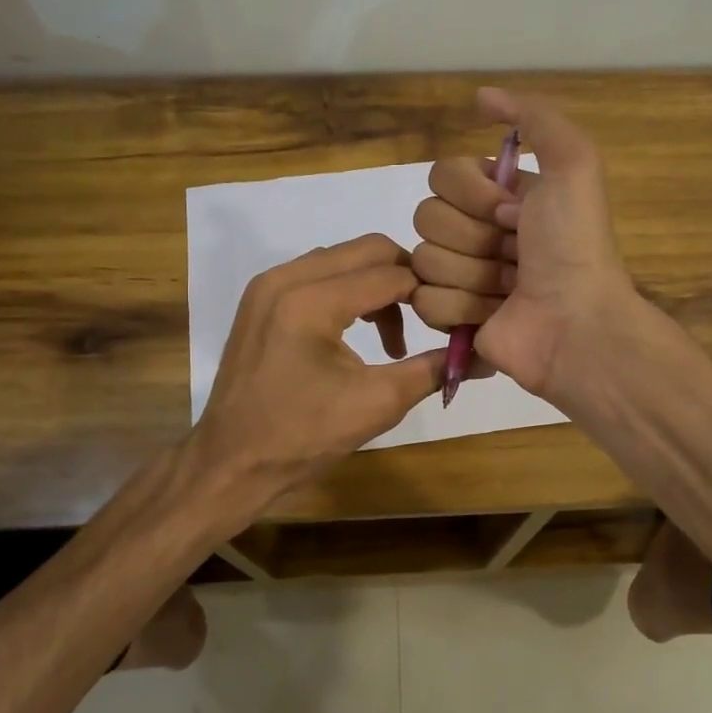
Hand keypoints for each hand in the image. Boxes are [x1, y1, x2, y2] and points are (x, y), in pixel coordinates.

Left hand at [190, 234, 444, 507]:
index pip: (391, 274)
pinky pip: (317, 274)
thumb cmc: (303, 437)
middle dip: (405, 279)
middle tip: (428, 318)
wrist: (231, 462)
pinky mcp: (259, 299)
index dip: (429, 292)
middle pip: (367, 250)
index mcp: (311, 301)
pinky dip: (346, 291)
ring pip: (341, 259)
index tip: (453, 318)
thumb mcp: (377, 403)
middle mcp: (285, 277)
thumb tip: (480, 353)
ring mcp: (266, 285)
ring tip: (392, 338)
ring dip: (375, 285)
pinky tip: (357, 332)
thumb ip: (431, 369)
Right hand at [410, 88, 635, 405]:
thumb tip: (480, 97)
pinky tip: (492, 314)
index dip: (473, 195)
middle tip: (515, 255)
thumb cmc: (574, 245)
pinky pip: (423, 300)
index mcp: (498, 196)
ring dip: (472, 275)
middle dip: (474, 237)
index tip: (513, 212)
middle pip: (426, 217)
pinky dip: (461, 307)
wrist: (577, 323)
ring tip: (509, 288)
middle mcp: (475, 231)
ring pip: (423, 260)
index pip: (442, 176)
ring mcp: (460, 276)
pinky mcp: (450, 318)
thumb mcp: (573, 164)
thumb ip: (533, 117)